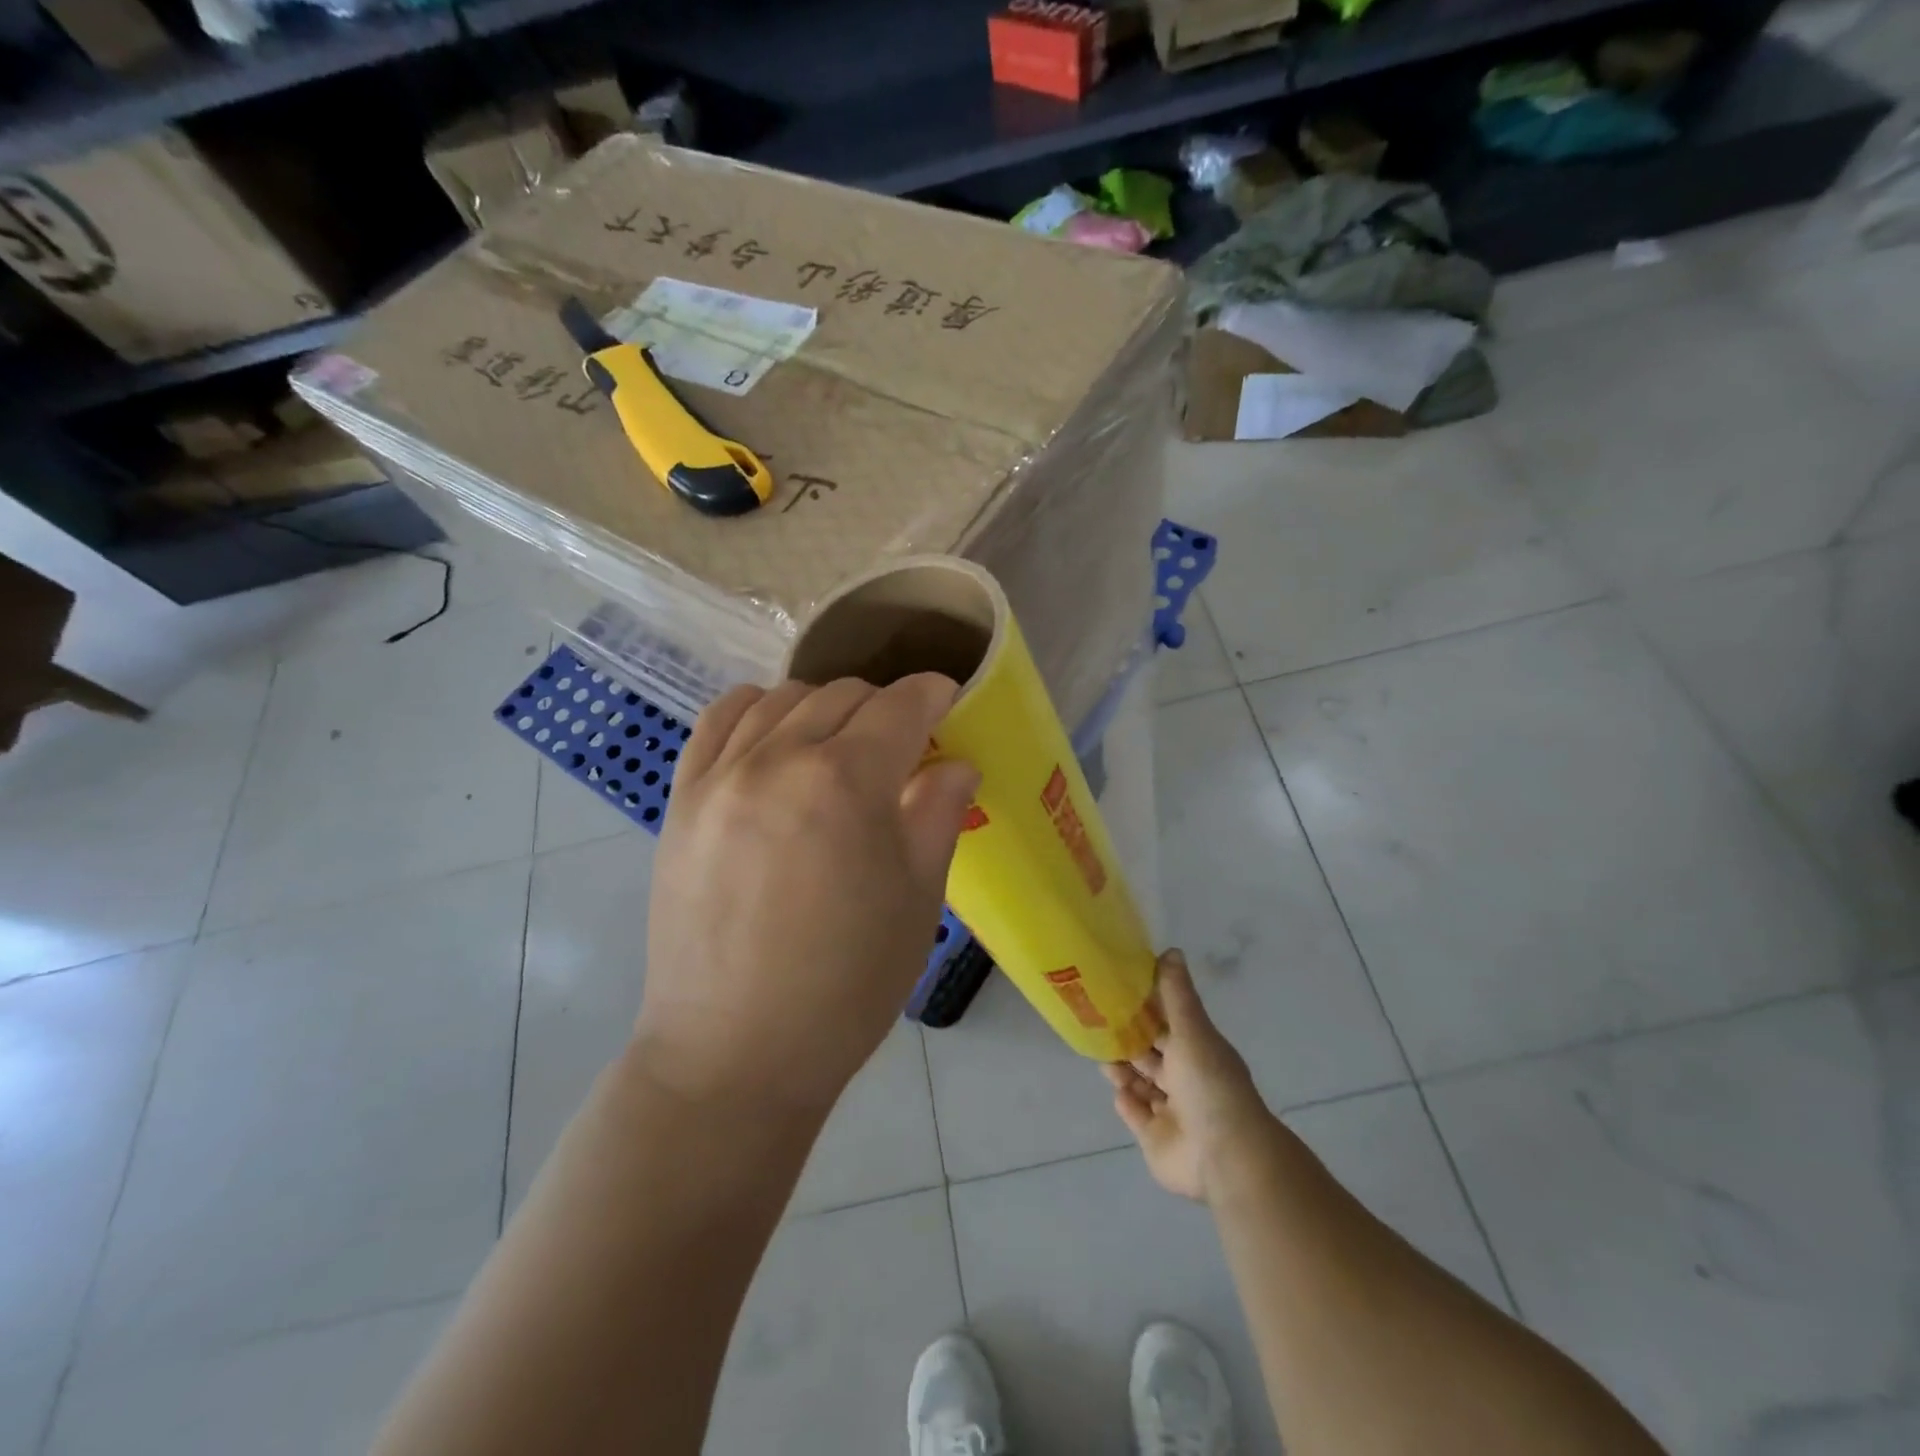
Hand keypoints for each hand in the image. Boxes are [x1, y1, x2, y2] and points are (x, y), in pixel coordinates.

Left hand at [637, 675, 978, 1114]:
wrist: (734, 1053)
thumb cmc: (846, 985)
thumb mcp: (917, 901)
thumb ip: (938, 813)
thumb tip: (955, 762)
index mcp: (846, 782)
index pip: (902, 705)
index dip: (935, 695)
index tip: (950, 703)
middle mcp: (778, 758)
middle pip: (844, 695)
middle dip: (886, 707)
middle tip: (903, 747)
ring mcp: (720, 775)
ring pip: (782, 698)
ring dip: (825, 708)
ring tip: (839, 747)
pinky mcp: (681, 799)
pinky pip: (719, 721)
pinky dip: (757, 711)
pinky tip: (775, 739)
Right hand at [1104, 951, 1275, 1201]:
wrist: (1224, 1155)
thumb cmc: (1209, 1084)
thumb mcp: (1193, 1030)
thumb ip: (1176, 994)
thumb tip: (1171, 950)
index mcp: (1198, 1051)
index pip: (1168, 1023)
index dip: (1145, 1007)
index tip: (1117, 990)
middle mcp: (1186, 1079)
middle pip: (1151, 1054)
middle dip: (1129, 1039)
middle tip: (1097, 1022)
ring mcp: (1172, 1111)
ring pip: (1141, 1083)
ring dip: (1123, 1069)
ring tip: (1102, 1056)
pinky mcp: (1156, 1138)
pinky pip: (1137, 1115)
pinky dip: (1127, 1102)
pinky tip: (1117, 1090)